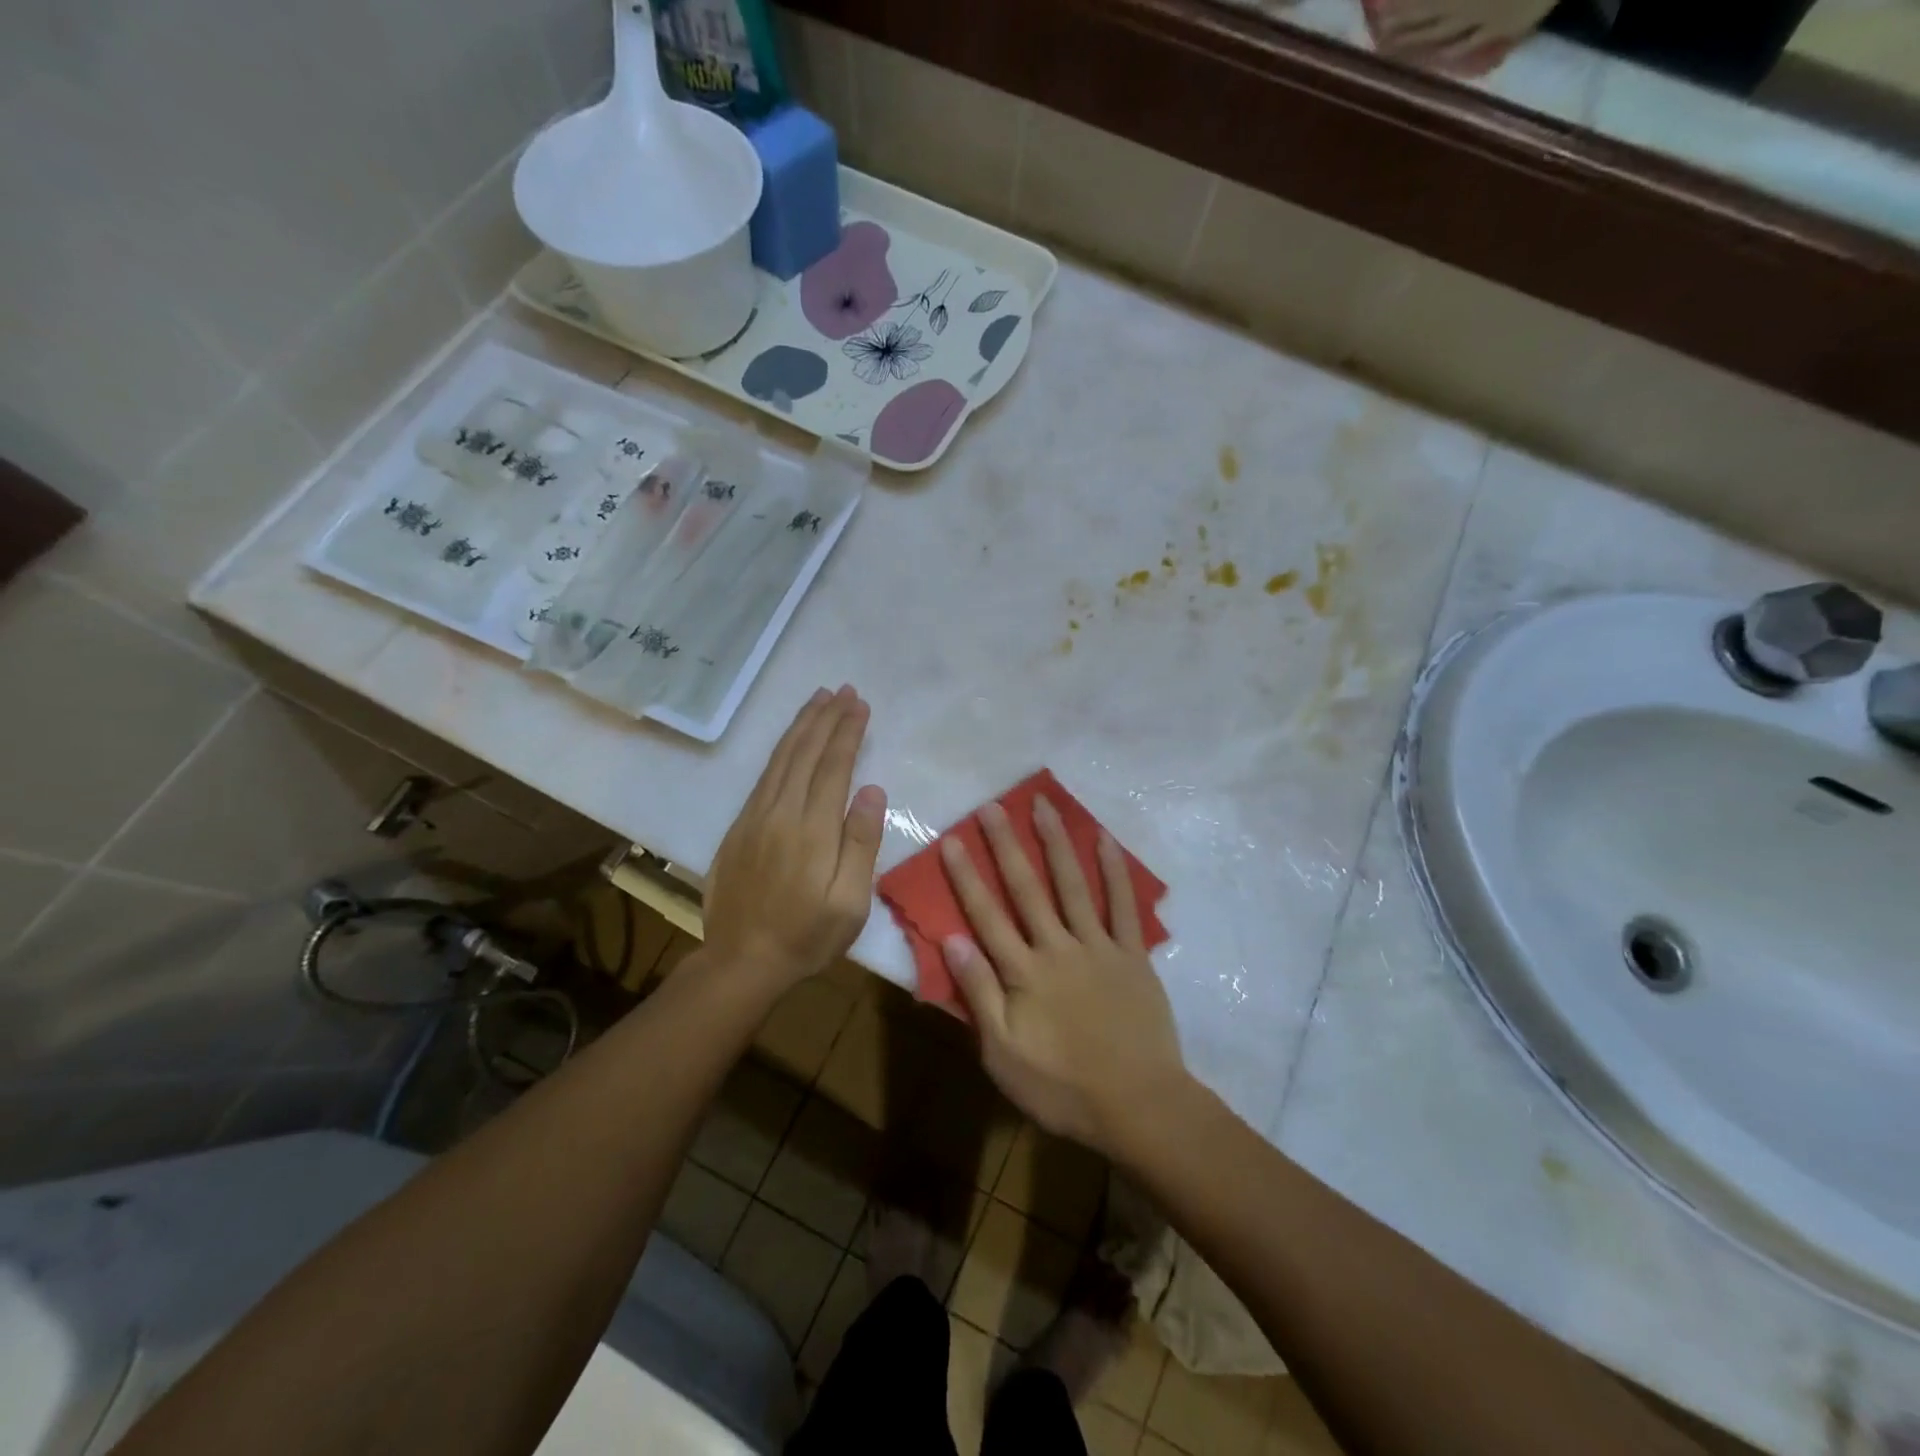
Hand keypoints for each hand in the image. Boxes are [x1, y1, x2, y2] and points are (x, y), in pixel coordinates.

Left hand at [704, 687, 885, 989]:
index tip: (860, 705)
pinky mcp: (739, 826)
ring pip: (781, 758)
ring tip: (818, 699)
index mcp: (812, 829)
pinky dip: (780, 749)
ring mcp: (754, 817)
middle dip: (826, 718)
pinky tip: (789, 741)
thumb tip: (872, 790)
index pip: (833, 767)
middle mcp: (780, 812)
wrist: (740, 961)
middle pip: (805, 753)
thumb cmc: (806, 936)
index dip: (848, 732)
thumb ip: (861, 843)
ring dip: (801, 725)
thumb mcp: (850, 903)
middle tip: (842, 690)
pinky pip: (763, 775)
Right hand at [939, 796, 1186, 1155]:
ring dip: (1056, 843)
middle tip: (992, 806)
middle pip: (1027, 889)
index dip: (966, 876)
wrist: (1138, 1105)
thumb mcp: (1003, 1054)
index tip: (952, 839)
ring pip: (1073, 885)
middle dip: (1006, 845)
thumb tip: (952, 940)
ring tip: (1043, 805)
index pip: (986, 916)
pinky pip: (1123, 906)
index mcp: (1023, 973)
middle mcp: (1058, 948)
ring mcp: (1098, 947)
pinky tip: (1104, 839)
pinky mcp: (1132, 954)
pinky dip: (1114, 871)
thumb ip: (979, 994)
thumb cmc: (1062, 1088)